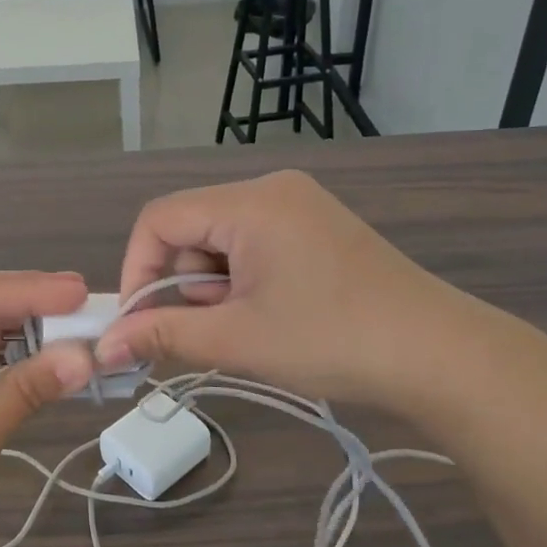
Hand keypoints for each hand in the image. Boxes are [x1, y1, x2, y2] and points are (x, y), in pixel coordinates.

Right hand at [96, 170, 480, 411]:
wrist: (441, 357)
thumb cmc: (332, 340)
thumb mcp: (238, 339)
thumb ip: (164, 334)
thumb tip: (105, 347)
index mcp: (250, 202)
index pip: (159, 218)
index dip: (138, 269)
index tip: (139, 322)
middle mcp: (272, 189)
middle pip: (191, 227)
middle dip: (183, 282)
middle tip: (204, 332)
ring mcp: (300, 206)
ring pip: (221, 239)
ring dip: (214, 286)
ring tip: (245, 329)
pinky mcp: (318, 227)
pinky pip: (254, 244)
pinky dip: (243, 280)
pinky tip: (268, 315)